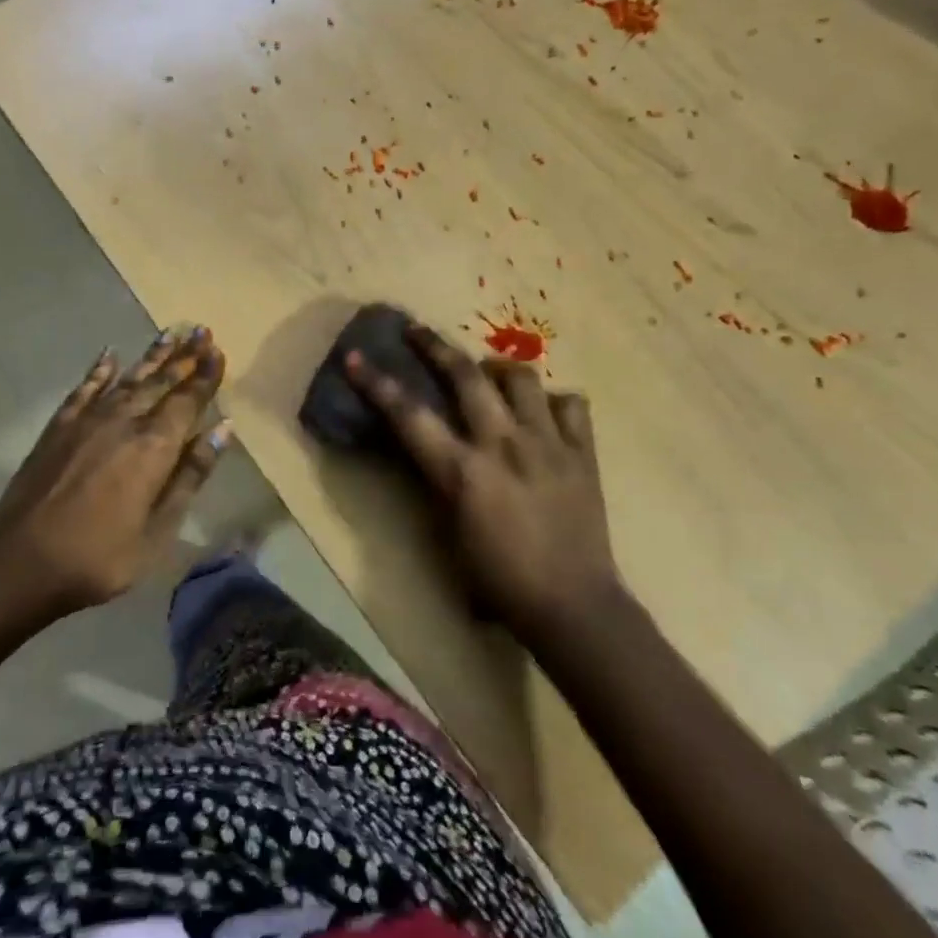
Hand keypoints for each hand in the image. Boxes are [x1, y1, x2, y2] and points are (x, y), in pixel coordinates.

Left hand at [0, 327, 231, 613]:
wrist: (21, 565)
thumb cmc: (100, 557)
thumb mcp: (158, 529)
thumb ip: (191, 475)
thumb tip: (223, 428)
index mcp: (154, 447)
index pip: (188, 400)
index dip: (205, 375)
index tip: (218, 350)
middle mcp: (124, 422)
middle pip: (160, 382)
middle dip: (184, 357)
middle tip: (201, 330)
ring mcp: (87, 421)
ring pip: (128, 379)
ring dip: (152, 356)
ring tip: (170, 333)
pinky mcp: (58, 428)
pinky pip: (84, 390)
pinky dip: (99, 371)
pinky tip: (110, 355)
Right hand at [345, 323, 617, 632]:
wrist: (572, 607)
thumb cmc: (499, 581)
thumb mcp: (449, 532)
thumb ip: (436, 482)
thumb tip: (426, 449)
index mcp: (463, 471)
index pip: (409, 414)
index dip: (377, 383)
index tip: (355, 356)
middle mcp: (503, 444)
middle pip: (465, 375)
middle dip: (433, 346)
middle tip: (416, 331)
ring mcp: (547, 442)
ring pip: (521, 377)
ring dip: (497, 368)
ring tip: (487, 372)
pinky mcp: (583, 452)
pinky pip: (571, 404)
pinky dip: (553, 400)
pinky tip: (543, 411)